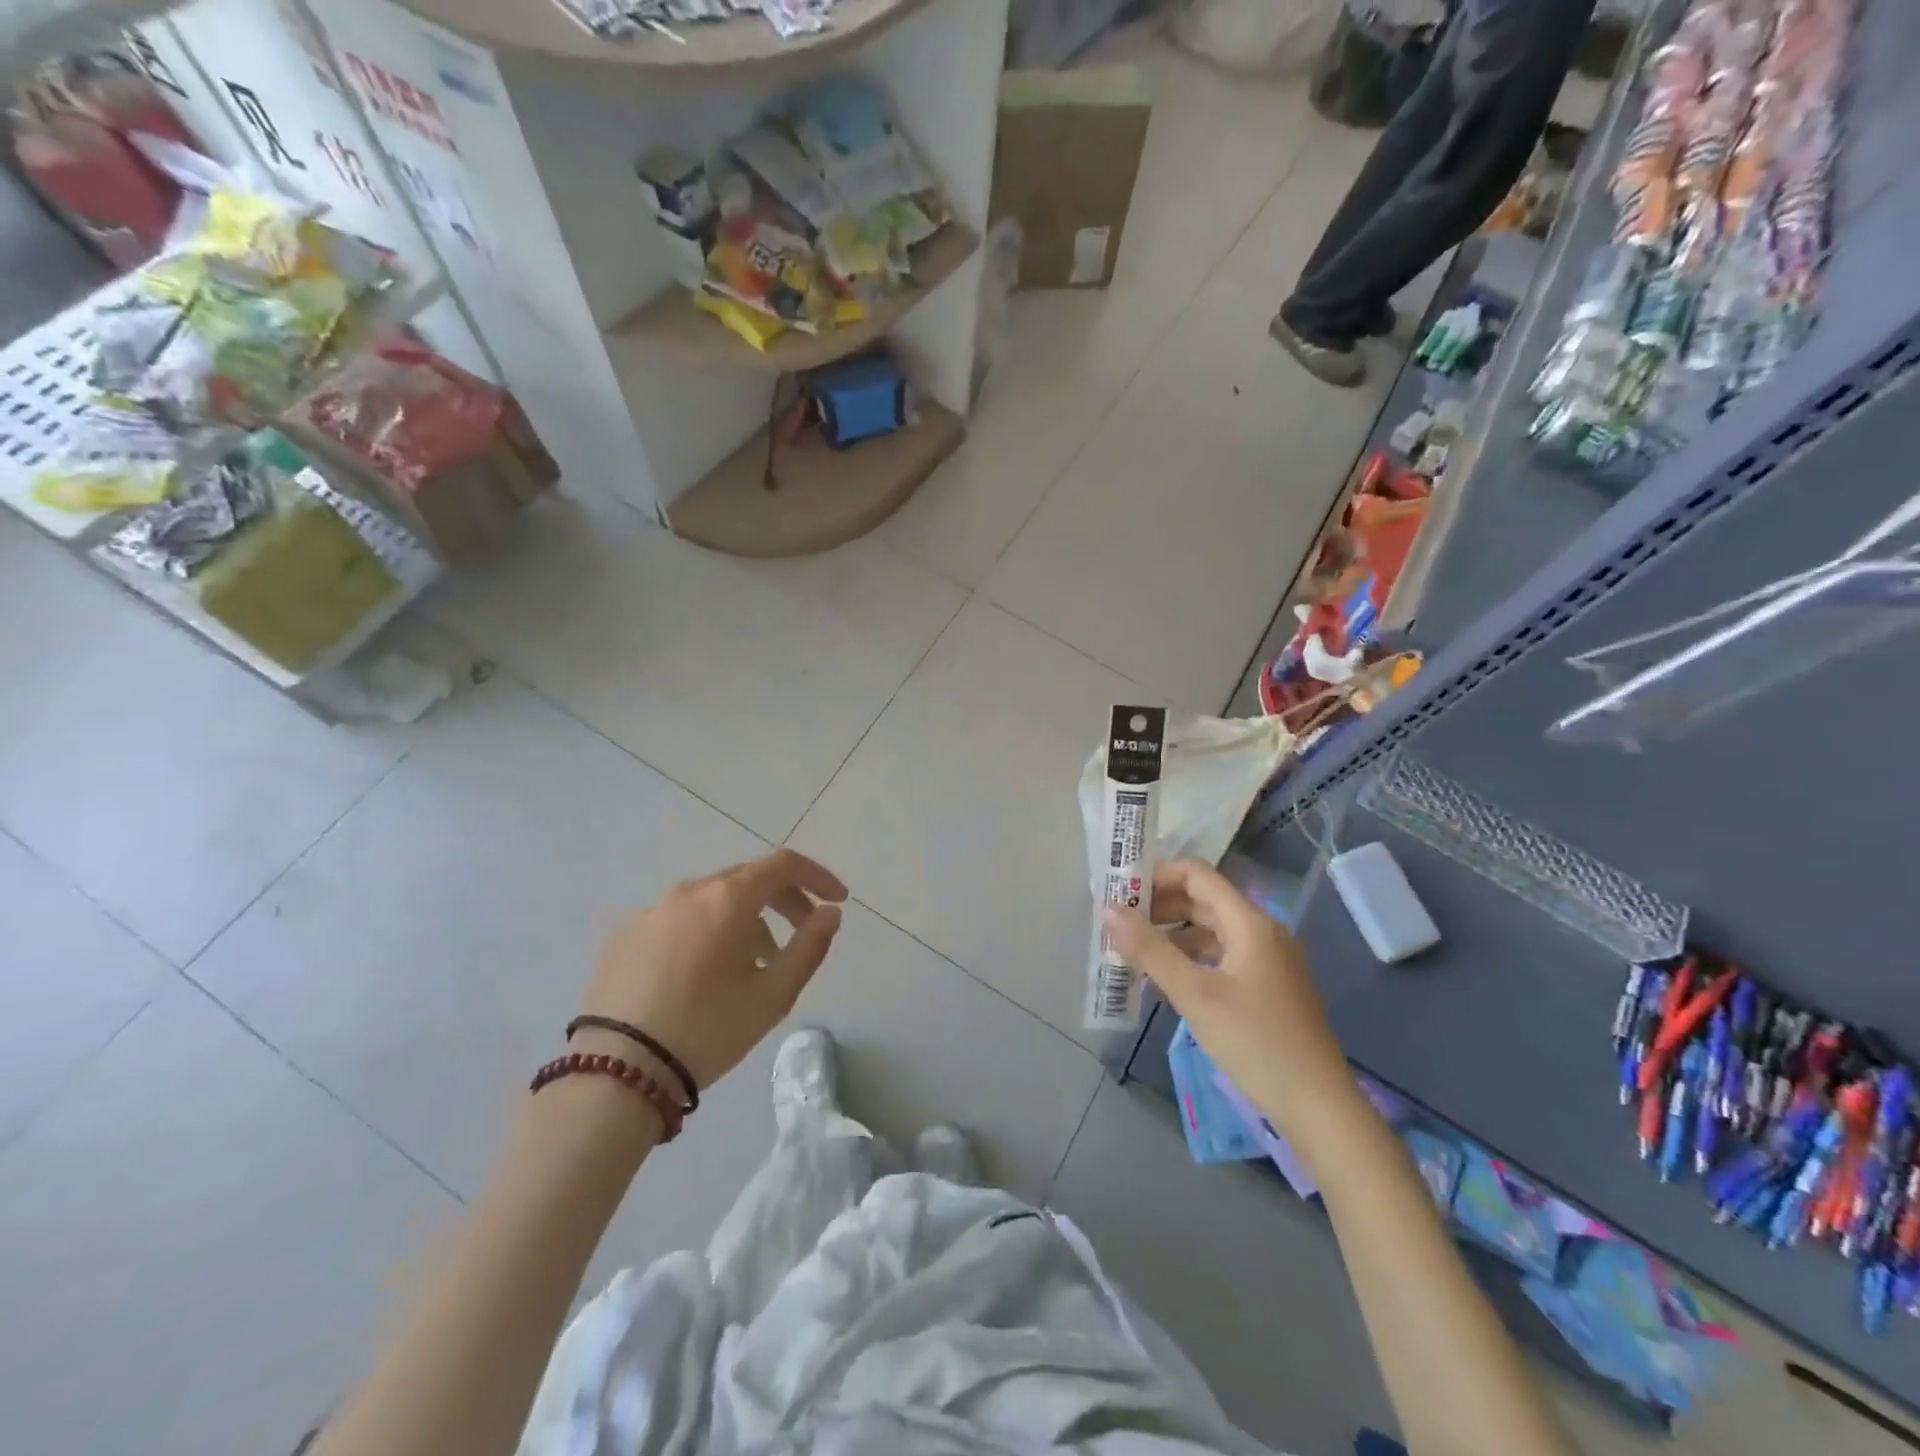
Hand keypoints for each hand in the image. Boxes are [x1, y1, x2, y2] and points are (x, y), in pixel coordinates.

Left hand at [581, 849, 847, 1093]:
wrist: (615, 1074)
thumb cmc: (707, 1029)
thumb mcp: (773, 995)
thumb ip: (810, 946)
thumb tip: (830, 913)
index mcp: (726, 899)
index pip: (783, 865)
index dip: (817, 877)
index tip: (837, 901)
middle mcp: (687, 892)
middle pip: (748, 879)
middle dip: (784, 900)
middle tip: (803, 932)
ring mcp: (650, 912)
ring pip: (712, 901)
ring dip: (745, 919)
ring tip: (754, 964)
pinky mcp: (624, 937)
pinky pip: (679, 921)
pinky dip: (706, 932)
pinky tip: (704, 975)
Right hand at [1106, 860, 1358, 1150]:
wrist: (1319, 1107)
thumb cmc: (1256, 1043)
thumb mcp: (1196, 995)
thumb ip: (1150, 950)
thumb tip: (1108, 911)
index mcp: (1249, 923)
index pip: (1197, 875)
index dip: (1157, 876)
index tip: (1120, 893)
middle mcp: (1261, 932)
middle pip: (1203, 901)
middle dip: (1159, 908)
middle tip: (1119, 925)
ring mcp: (1268, 961)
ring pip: (1211, 932)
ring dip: (1172, 936)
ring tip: (1134, 955)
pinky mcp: (1268, 988)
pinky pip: (1221, 958)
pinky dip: (1191, 961)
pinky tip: (1166, 984)